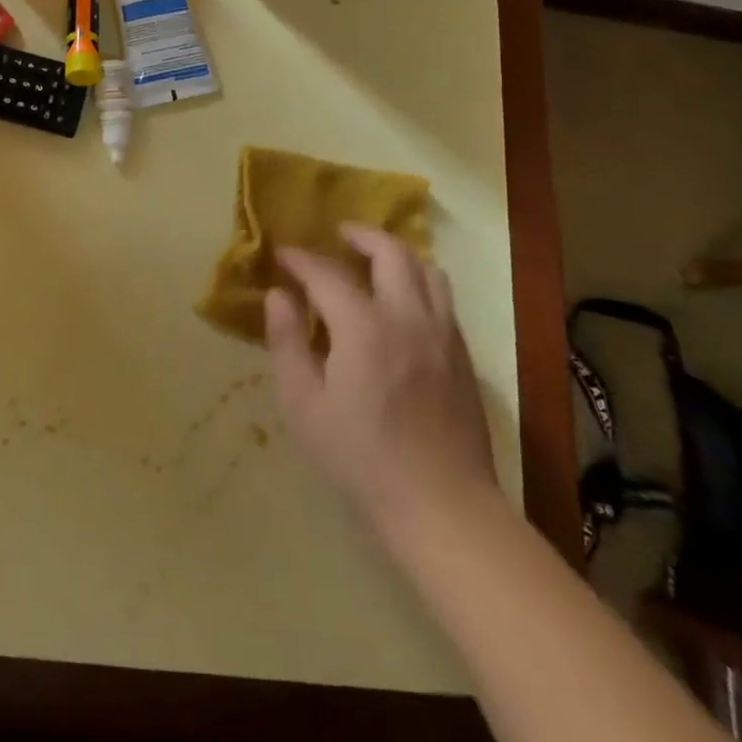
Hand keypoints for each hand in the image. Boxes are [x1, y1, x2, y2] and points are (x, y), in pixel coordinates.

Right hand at [265, 224, 497, 534]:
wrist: (441, 506)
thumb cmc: (359, 458)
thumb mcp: (303, 405)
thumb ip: (286, 342)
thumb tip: (278, 296)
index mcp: (364, 327)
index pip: (326, 273)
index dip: (300, 259)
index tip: (282, 254)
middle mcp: (408, 317)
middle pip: (391, 252)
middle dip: (360, 235)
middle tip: (338, 235)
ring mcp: (443, 334)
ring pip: (427, 270)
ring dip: (397, 255)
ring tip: (373, 262)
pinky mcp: (462, 356)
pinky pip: (442, 299)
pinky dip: (418, 283)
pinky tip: (401, 305)